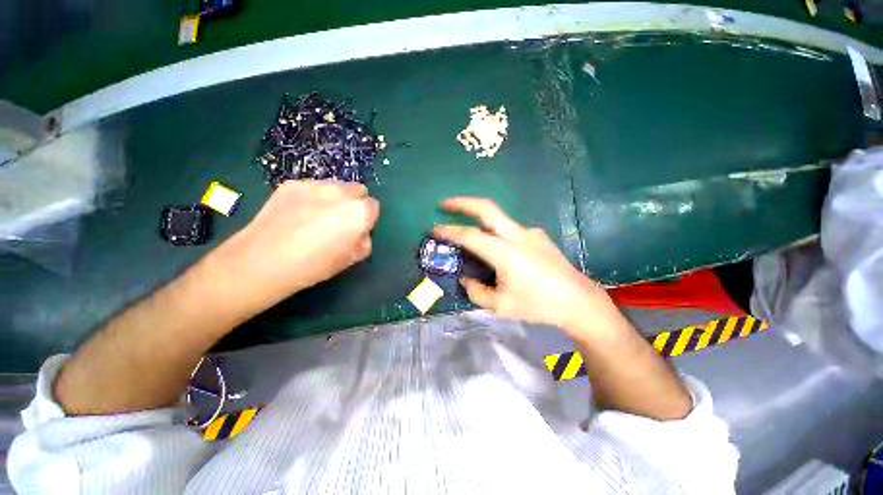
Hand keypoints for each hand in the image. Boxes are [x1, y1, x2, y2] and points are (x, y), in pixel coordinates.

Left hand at [208, 180, 378, 315]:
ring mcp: (315, 184)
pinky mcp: (292, 184)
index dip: (367, 219)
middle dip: (354, 203)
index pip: (374, 206)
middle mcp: (341, 192)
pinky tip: (297, 215)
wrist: (264, 261)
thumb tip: (360, 232)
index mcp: (360, 211)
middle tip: (340, 222)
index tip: (356, 230)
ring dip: (335, 198)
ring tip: (316, 218)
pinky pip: (312, 187)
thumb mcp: (351, 259)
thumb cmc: (315, 265)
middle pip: (358, 190)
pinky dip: (312, 197)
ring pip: (336, 186)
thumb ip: (364, 240)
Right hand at [433, 197, 623, 338]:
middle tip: (445, 203)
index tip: (434, 229)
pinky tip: (501, 253)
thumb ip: (477, 292)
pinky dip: (497, 235)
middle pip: (486, 208)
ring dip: (480, 221)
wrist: (578, 301)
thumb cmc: (538, 305)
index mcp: (505, 252)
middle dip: (462, 203)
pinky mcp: (539, 236)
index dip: (449, 231)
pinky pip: (511, 231)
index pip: (470, 236)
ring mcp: (530, 233)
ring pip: (498, 219)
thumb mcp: (501, 306)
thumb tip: (466, 280)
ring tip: (470, 237)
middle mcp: (517, 235)